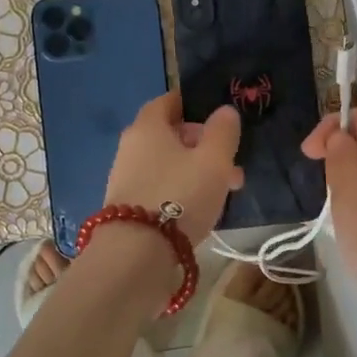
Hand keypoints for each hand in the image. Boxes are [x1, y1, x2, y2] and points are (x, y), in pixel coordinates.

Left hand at [104, 95, 243, 243]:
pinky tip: (202, 209)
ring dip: (196, 171)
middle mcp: (131, 147)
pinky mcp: (127, 208)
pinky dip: (181, 191)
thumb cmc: (179, 196)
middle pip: (170, 136)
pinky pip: (161, 188)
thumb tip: (224, 111)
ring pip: (168, 165)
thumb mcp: (213, 160)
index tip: (216, 116)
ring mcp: (126, 179)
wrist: (136, 254)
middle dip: (202, 145)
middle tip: (231, 162)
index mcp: (147, 126)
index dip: (192, 105)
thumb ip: (222, 131)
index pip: (167, 102)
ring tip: (226, 190)